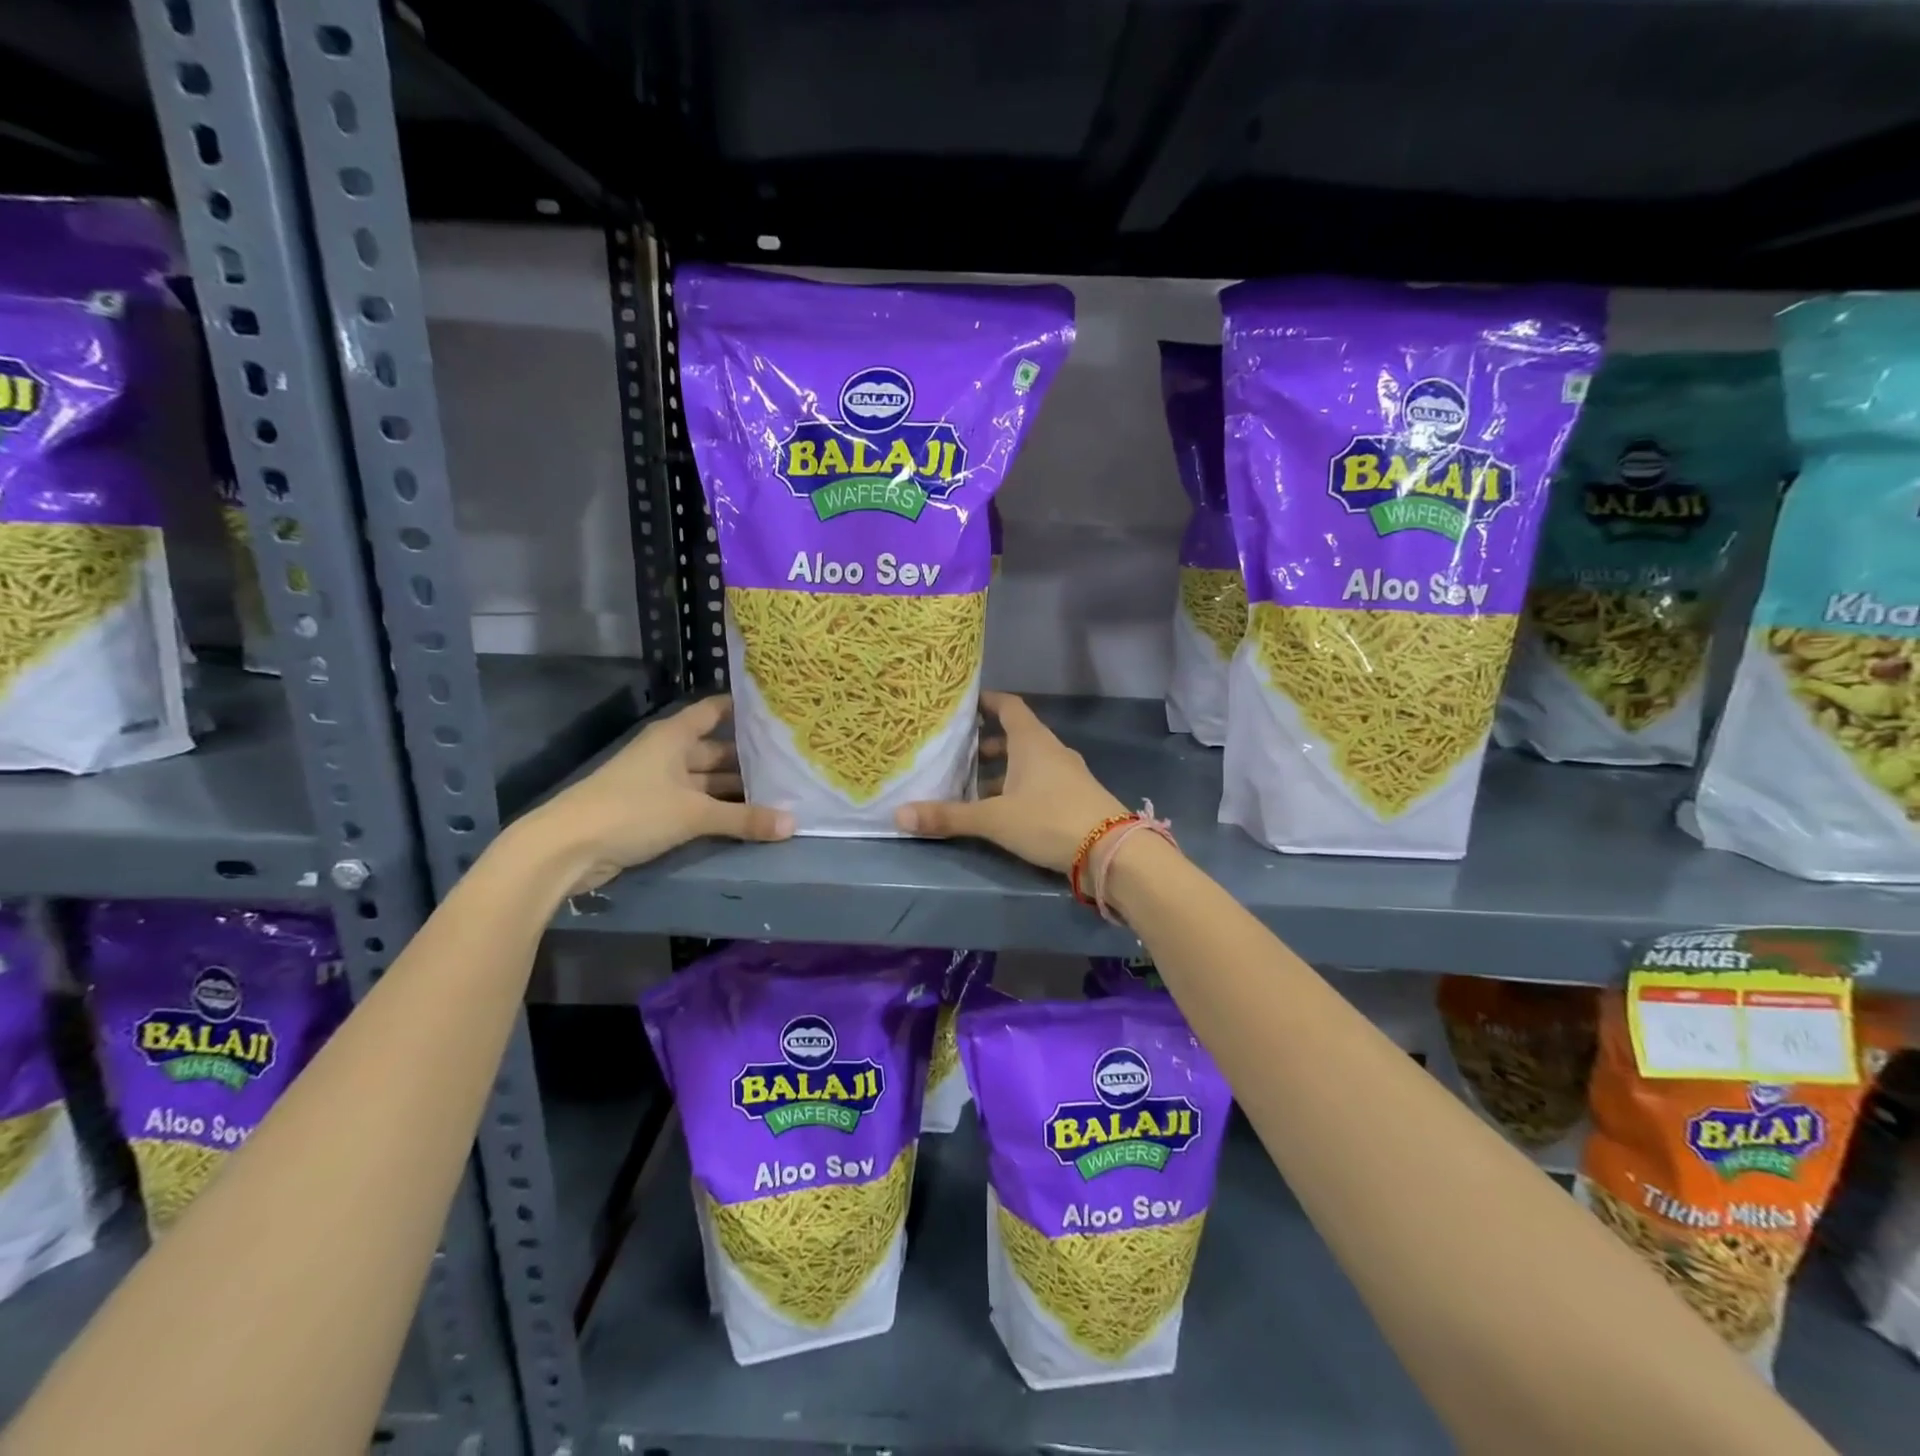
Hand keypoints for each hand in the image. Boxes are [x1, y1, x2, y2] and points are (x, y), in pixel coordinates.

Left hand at [522, 695, 792, 893]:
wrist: (567, 848)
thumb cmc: (632, 811)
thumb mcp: (694, 813)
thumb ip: (744, 818)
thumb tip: (793, 824)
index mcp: (674, 736)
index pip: (715, 711)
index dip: (743, 710)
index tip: (779, 713)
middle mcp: (669, 753)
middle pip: (716, 750)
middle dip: (750, 759)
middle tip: (792, 763)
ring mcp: (660, 783)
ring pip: (708, 781)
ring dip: (736, 789)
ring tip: (780, 793)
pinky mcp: (654, 811)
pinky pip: (696, 804)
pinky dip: (720, 810)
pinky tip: (749, 817)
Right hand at [895, 691, 1125, 873]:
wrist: (1112, 852)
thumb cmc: (1049, 819)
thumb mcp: (994, 819)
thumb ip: (948, 817)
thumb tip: (899, 816)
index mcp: (1033, 741)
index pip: (1009, 706)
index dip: (987, 701)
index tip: (964, 704)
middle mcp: (1051, 751)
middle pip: (1016, 736)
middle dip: (988, 743)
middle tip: (958, 753)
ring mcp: (1068, 775)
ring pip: (1028, 763)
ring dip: (1003, 770)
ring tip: (972, 786)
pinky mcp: (1075, 798)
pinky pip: (1040, 783)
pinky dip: (1019, 788)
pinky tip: (1002, 810)